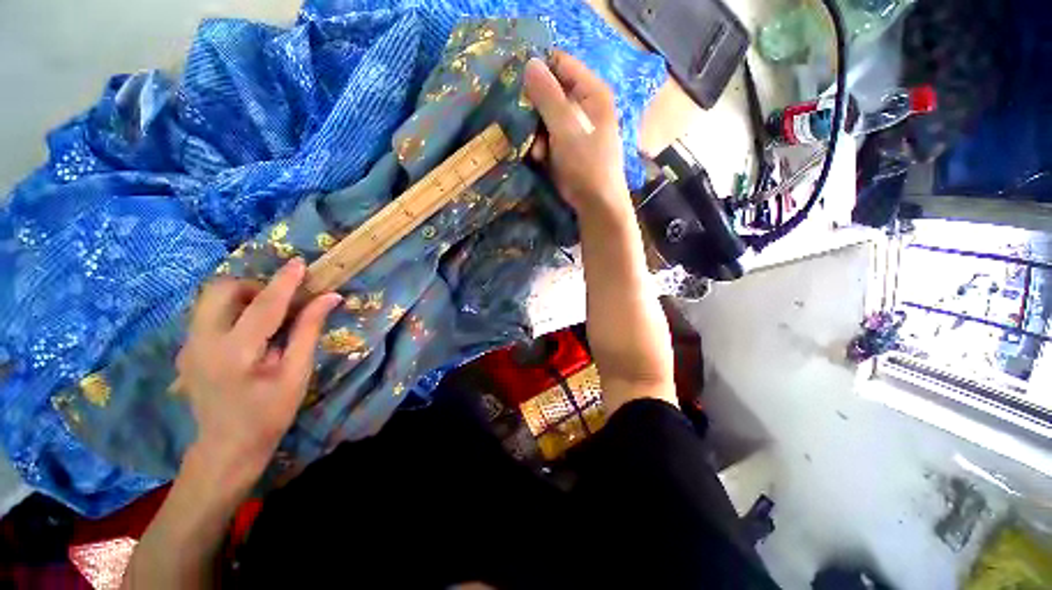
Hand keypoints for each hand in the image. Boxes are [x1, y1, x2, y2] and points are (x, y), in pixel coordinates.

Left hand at [176, 258, 341, 480]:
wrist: (227, 447)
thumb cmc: (270, 412)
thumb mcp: (297, 372)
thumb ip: (309, 330)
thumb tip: (330, 298)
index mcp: (235, 352)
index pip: (263, 305)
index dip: (284, 281)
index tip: (300, 263)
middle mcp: (202, 342)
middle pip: (220, 290)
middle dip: (253, 286)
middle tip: (280, 302)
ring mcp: (187, 345)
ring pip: (210, 299)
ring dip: (241, 296)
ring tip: (267, 316)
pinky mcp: (185, 349)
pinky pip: (207, 314)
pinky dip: (232, 311)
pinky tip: (250, 333)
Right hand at [523, 51, 630, 218]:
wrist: (596, 203)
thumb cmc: (585, 164)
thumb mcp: (565, 128)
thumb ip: (548, 96)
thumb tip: (530, 62)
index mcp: (592, 92)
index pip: (561, 64)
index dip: (538, 71)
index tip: (518, 88)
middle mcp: (585, 105)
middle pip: (551, 92)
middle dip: (535, 110)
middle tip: (526, 126)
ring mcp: (578, 127)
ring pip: (547, 117)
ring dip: (537, 133)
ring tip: (537, 152)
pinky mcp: (570, 146)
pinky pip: (550, 135)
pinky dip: (543, 145)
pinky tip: (541, 158)